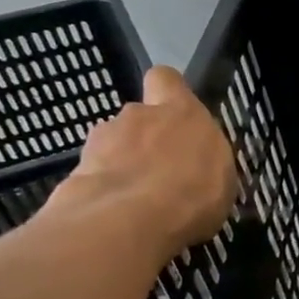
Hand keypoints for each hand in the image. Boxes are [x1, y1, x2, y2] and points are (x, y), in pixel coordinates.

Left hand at [47, 66, 237, 254]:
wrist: (128, 219)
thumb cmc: (192, 194)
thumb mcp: (222, 180)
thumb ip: (206, 161)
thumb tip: (196, 164)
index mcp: (182, 111)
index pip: (167, 79)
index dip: (168, 92)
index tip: (176, 114)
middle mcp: (140, 114)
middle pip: (140, 117)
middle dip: (146, 139)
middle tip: (160, 172)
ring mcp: (104, 137)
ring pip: (115, 143)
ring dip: (123, 162)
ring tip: (136, 199)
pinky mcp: (77, 164)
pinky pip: (96, 171)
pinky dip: (104, 186)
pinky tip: (116, 212)